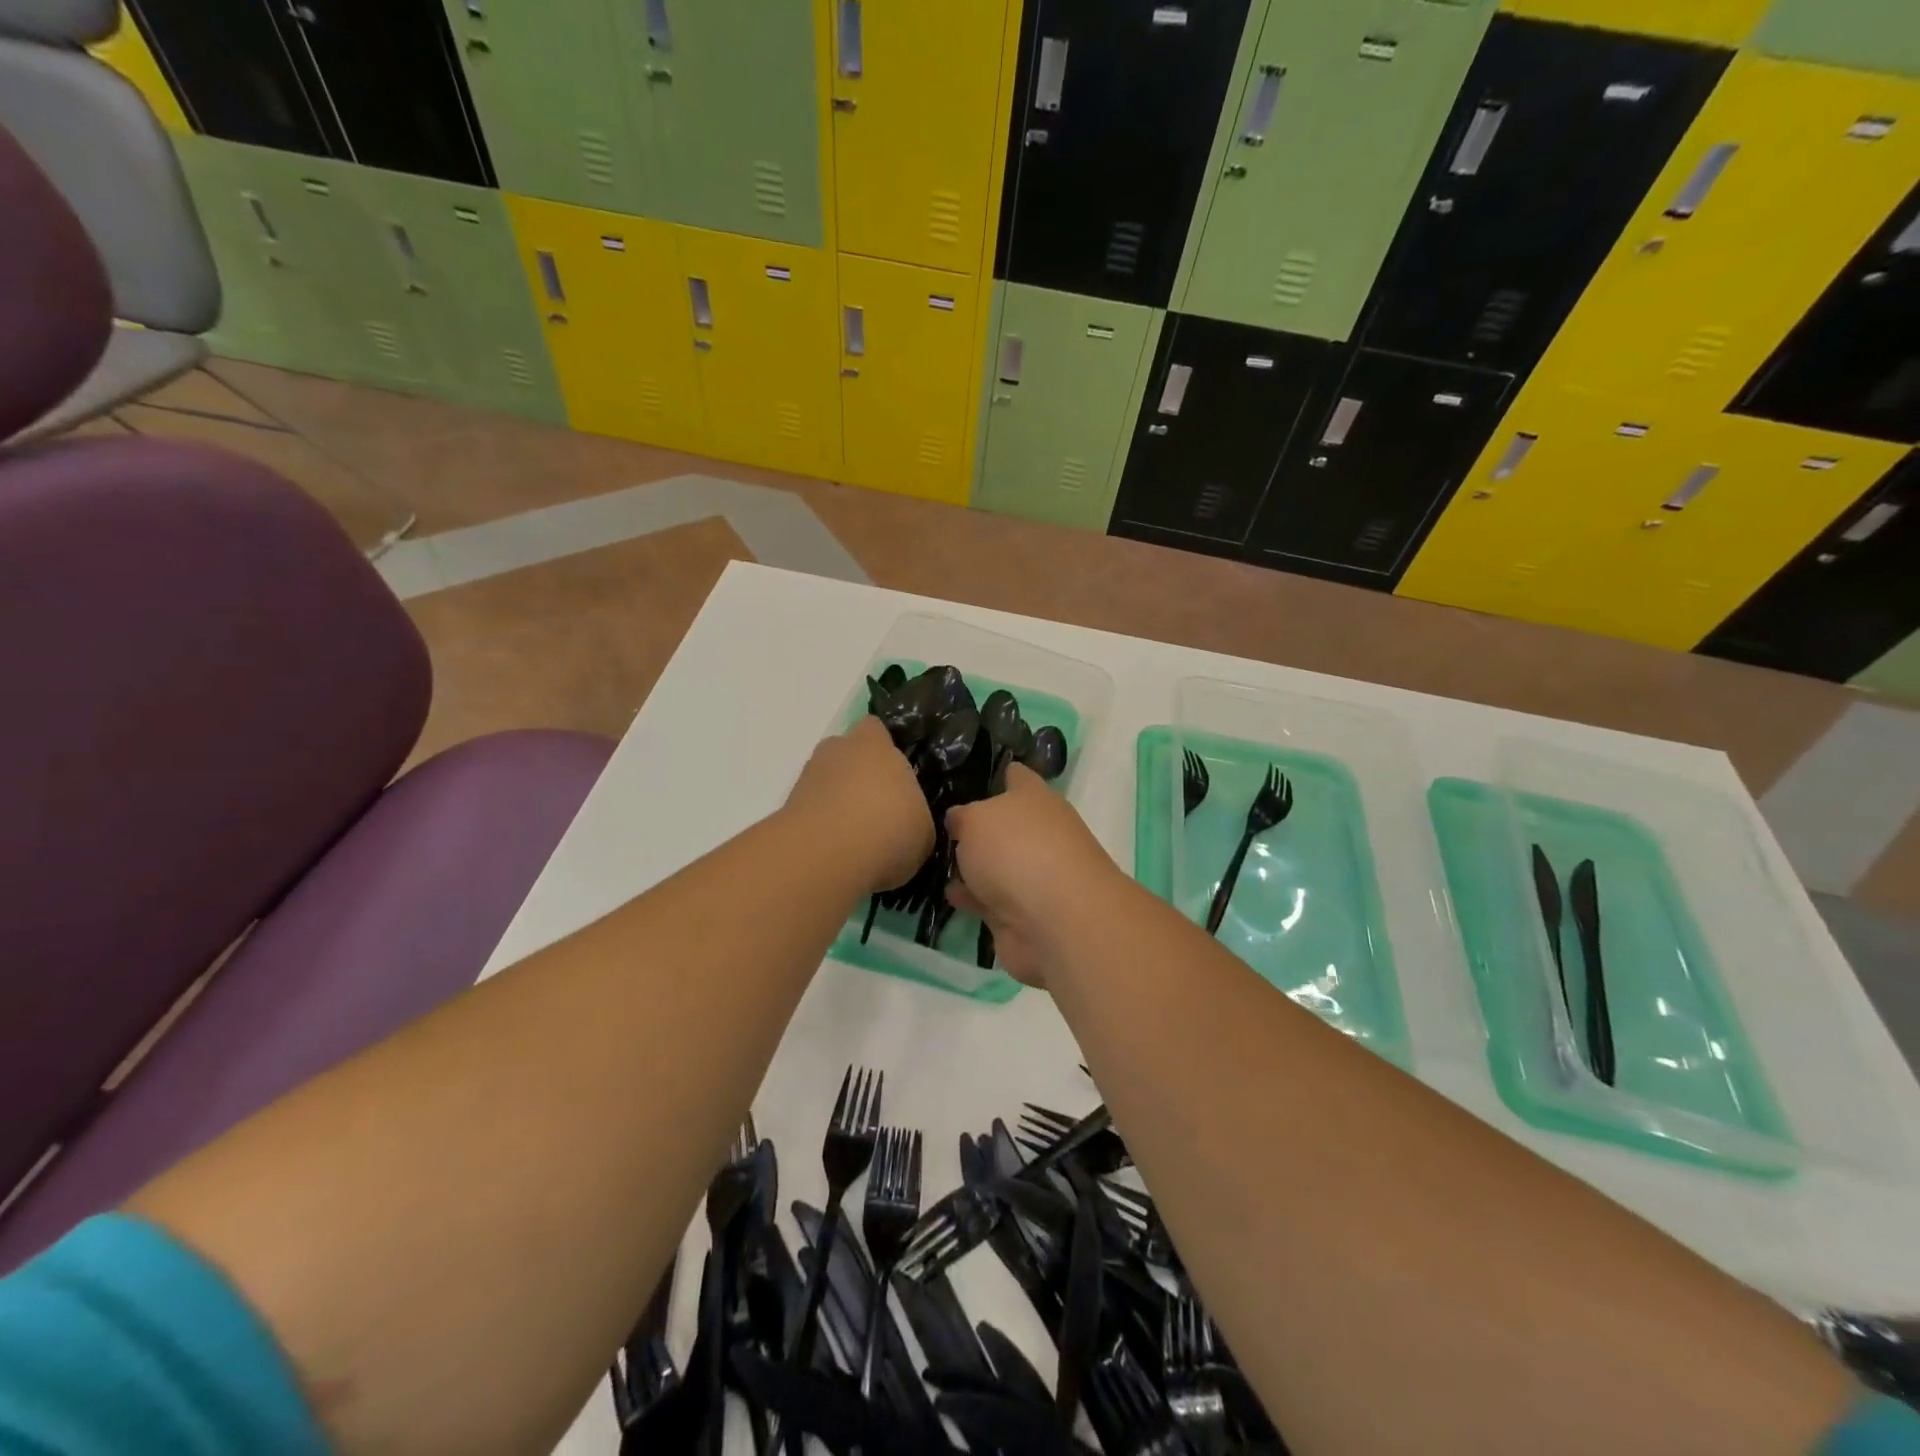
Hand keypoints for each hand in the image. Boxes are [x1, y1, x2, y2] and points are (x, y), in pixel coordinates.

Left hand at [785, 716, 932, 893]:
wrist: (826, 857)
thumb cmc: (888, 829)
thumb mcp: (923, 829)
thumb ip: (914, 815)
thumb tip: (908, 822)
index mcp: (875, 745)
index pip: (876, 730)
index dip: (885, 749)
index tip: (897, 775)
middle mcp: (837, 751)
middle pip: (848, 756)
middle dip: (860, 778)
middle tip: (880, 812)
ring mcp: (807, 778)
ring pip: (828, 784)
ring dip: (839, 805)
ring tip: (860, 841)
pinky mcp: (787, 809)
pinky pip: (813, 812)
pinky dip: (823, 829)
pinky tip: (840, 855)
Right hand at [944, 766, 1127, 985]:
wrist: (1055, 921)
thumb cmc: (1016, 850)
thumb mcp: (975, 819)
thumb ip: (962, 817)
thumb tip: (959, 819)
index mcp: (1034, 798)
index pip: (1015, 775)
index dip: (994, 773)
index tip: (966, 774)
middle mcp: (1039, 832)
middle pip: (1004, 824)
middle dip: (976, 826)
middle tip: (936, 824)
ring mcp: (1033, 875)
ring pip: (997, 864)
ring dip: (972, 866)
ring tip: (933, 860)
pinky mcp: (1023, 914)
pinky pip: (990, 900)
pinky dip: (973, 898)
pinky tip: (949, 895)